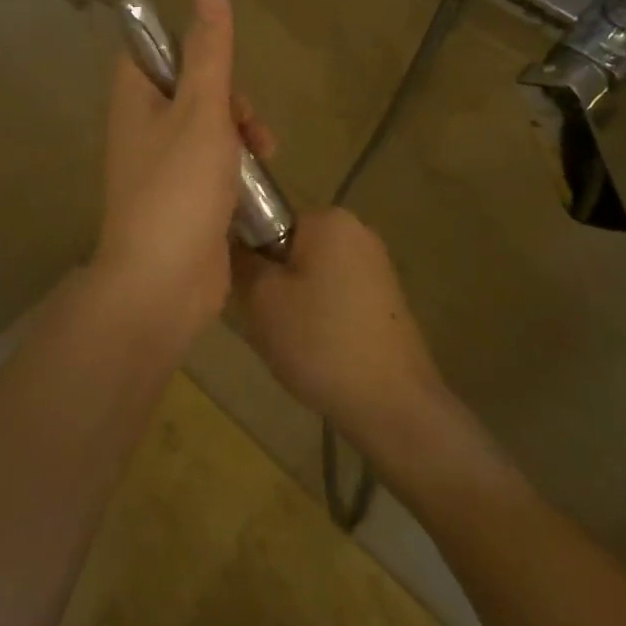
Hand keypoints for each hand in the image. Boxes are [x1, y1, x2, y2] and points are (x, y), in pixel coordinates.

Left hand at [94, 0, 273, 335]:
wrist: (163, 283)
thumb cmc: (179, 188)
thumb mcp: (201, 110)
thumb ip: (209, 51)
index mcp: (135, 99)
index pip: (154, 50)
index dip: (191, 48)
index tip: (224, 64)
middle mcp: (143, 128)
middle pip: (190, 89)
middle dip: (230, 99)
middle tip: (249, 123)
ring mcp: (163, 167)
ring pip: (208, 129)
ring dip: (241, 134)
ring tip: (267, 153)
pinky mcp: (184, 199)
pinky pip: (214, 166)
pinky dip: (238, 167)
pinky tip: (261, 181)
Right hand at [235, 208, 449, 448]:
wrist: (393, 406)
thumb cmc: (320, 342)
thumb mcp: (260, 298)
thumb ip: (241, 258)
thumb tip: (232, 238)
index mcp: (328, 219)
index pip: (266, 219)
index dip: (247, 253)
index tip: (244, 290)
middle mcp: (356, 230)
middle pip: (288, 247)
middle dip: (270, 280)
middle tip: (262, 318)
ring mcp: (375, 265)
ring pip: (309, 273)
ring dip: (291, 300)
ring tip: (289, 339)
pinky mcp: (384, 298)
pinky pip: (332, 294)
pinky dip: (317, 315)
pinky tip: (315, 349)